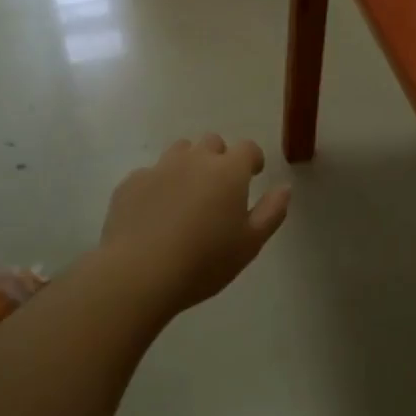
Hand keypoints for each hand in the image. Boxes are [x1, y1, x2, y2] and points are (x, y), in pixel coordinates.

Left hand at [98, 135, 290, 316]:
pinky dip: (158, 185)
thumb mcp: (250, 243)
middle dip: (219, 158)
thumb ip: (272, 211)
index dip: (252, 159)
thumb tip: (285, 187)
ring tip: (187, 195)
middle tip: (219, 188)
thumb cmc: (204, 261)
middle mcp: (194, 160)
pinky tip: (155, 213)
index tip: (253, 175)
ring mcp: (159, 168)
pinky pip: (150, 174)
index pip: (247, 148)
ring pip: (179, 152)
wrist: (140, 273)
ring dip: (188, 164)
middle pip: (212, 142)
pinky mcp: (131, 183)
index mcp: (228, 171)